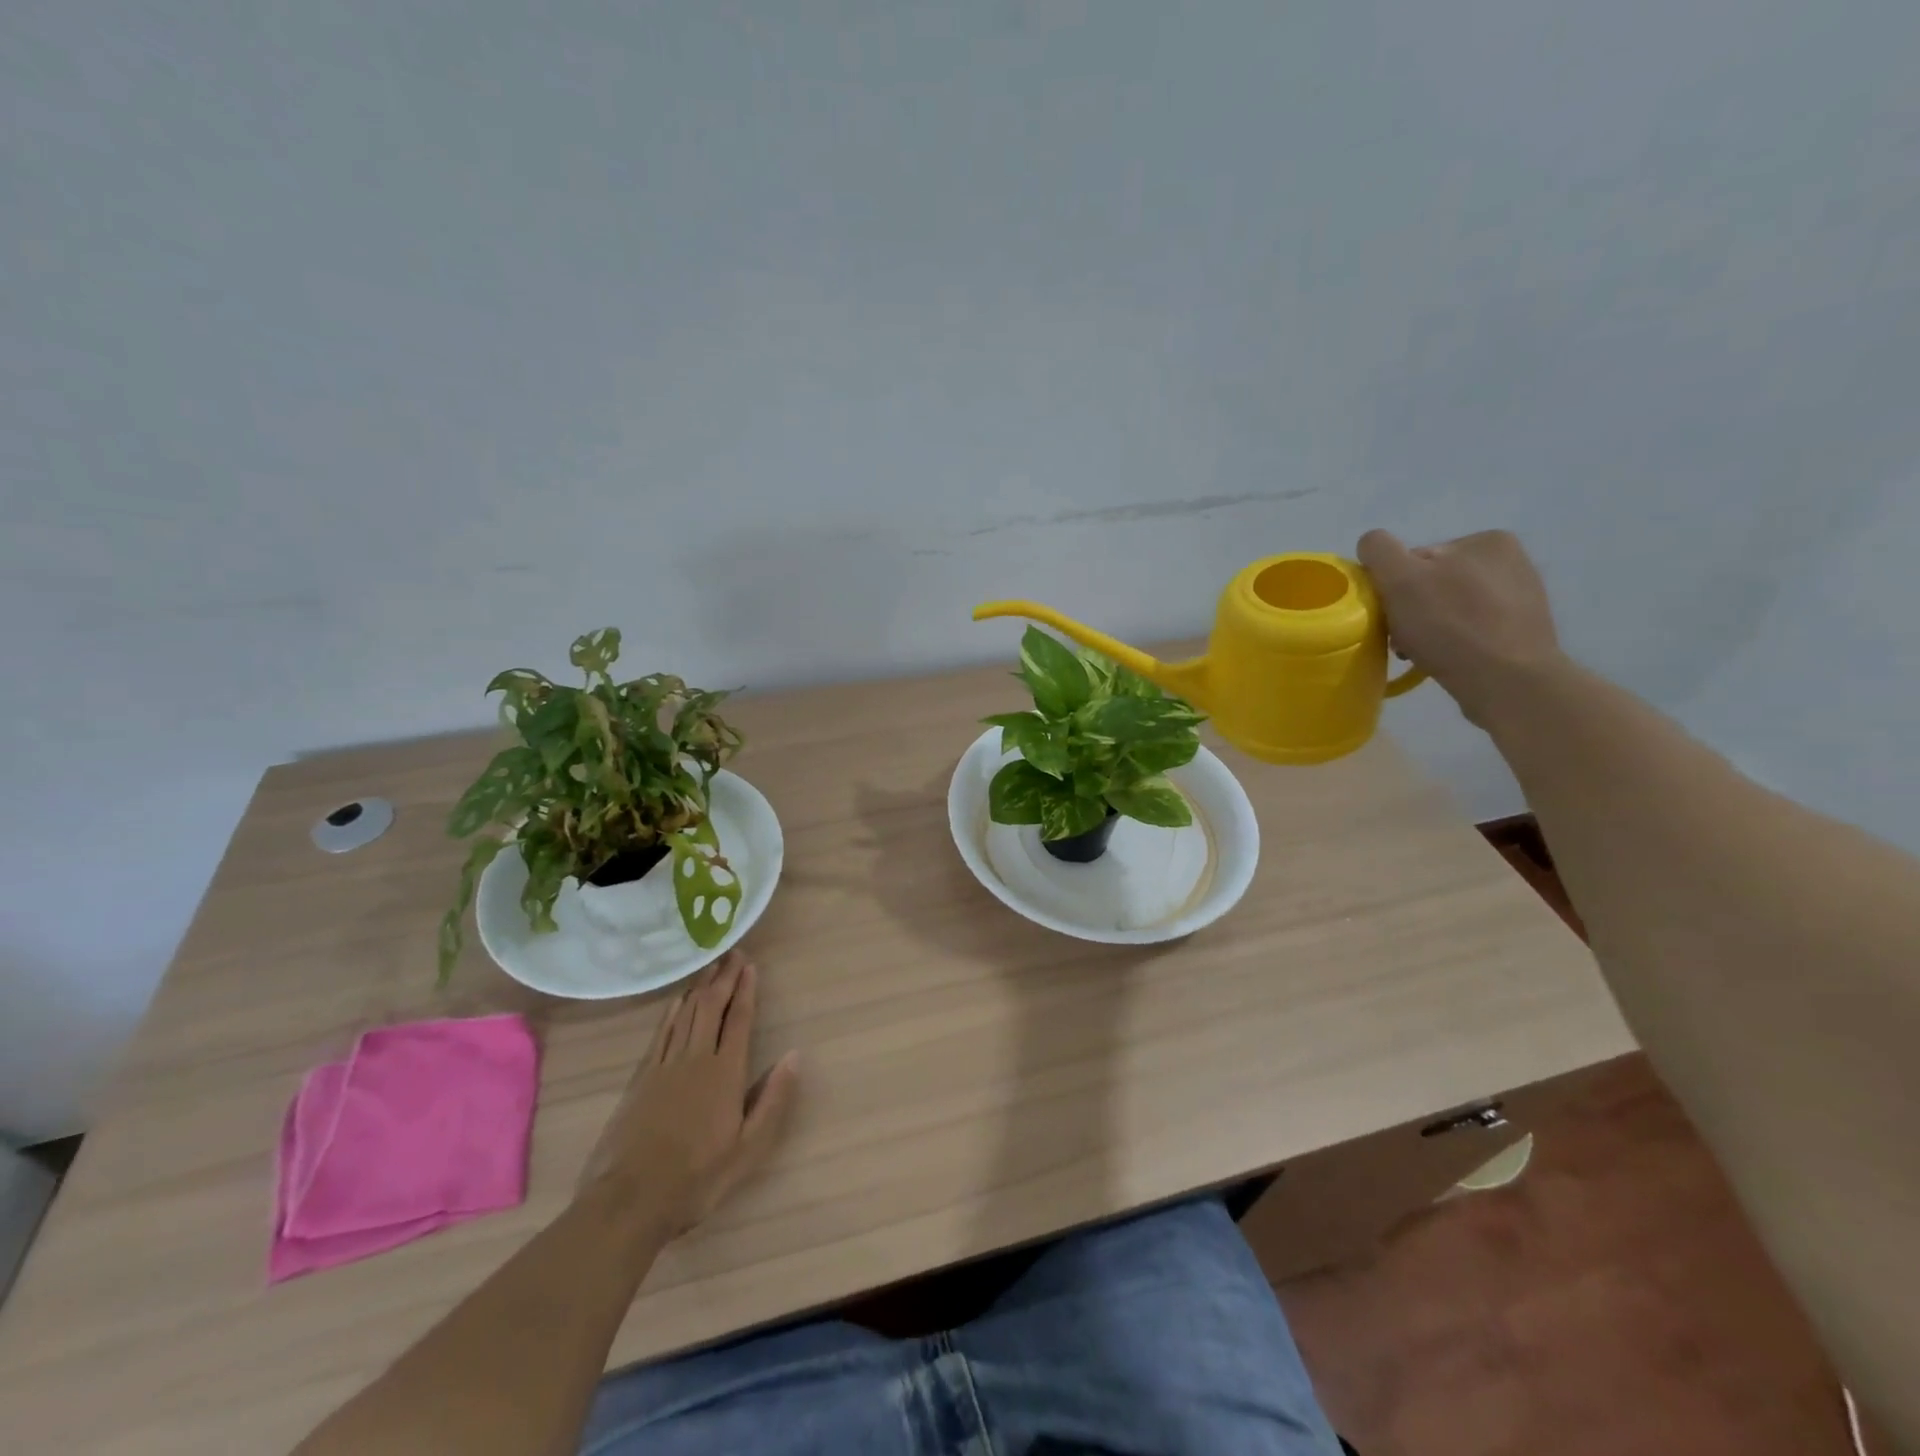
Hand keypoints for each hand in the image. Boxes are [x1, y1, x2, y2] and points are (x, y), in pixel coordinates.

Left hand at [579, 951, 799, 1235]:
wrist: (630, 1200)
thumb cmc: (697, 1179)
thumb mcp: (748, 1149)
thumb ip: (773, 1100)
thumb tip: (793, 1056)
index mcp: (725, 1073)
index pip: (739, 1020)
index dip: (746, 990)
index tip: (750, 966)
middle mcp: (696, 1059)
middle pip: (711, 1007)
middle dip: (724, 978)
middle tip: (733, 953)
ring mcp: (665, 1066)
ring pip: (686, 1014)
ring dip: (700, 987)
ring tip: (710, 967)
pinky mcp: (641, 1078)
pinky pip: (661, 1033)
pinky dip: (672, 1011)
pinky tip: (676, 1001)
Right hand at [1357, 529, 1563, 725]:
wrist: (1507, 682)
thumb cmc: (1451, 626)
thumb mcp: (1401, 579)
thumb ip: (1380, 550)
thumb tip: (1372, 544)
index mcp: (1486, 540)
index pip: (1416, 559)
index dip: (1395, 586)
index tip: (1392, 614)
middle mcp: (1510, 560)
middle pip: (1432, 583)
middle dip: (1411, 609)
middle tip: (1403, 640)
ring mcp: (1520, 596)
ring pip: (1449, 607)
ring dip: (1428, 627)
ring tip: (1423, 653)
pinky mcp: (1521, 630)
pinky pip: (1470, 629)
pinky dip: (1452, 641)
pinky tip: (1447, 658)